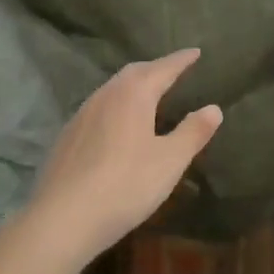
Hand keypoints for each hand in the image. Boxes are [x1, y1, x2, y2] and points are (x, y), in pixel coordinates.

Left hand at [25, 50, 221, 266]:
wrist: (60, 221)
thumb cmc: (124, 186)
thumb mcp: (170, 161)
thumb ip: (193, 132)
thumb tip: (213, 108)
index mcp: (134, 93)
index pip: (164, 68)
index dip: (182, 60)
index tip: (196, 52)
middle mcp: (106, 94)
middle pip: (135, 72)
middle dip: (156, 69)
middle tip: (173, 71)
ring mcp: (81, 115)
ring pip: (113, 89)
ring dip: (133, 86)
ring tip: (148, 95)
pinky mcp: (66, 137)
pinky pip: (98, 109)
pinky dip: (115, 107)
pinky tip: (117, 126)